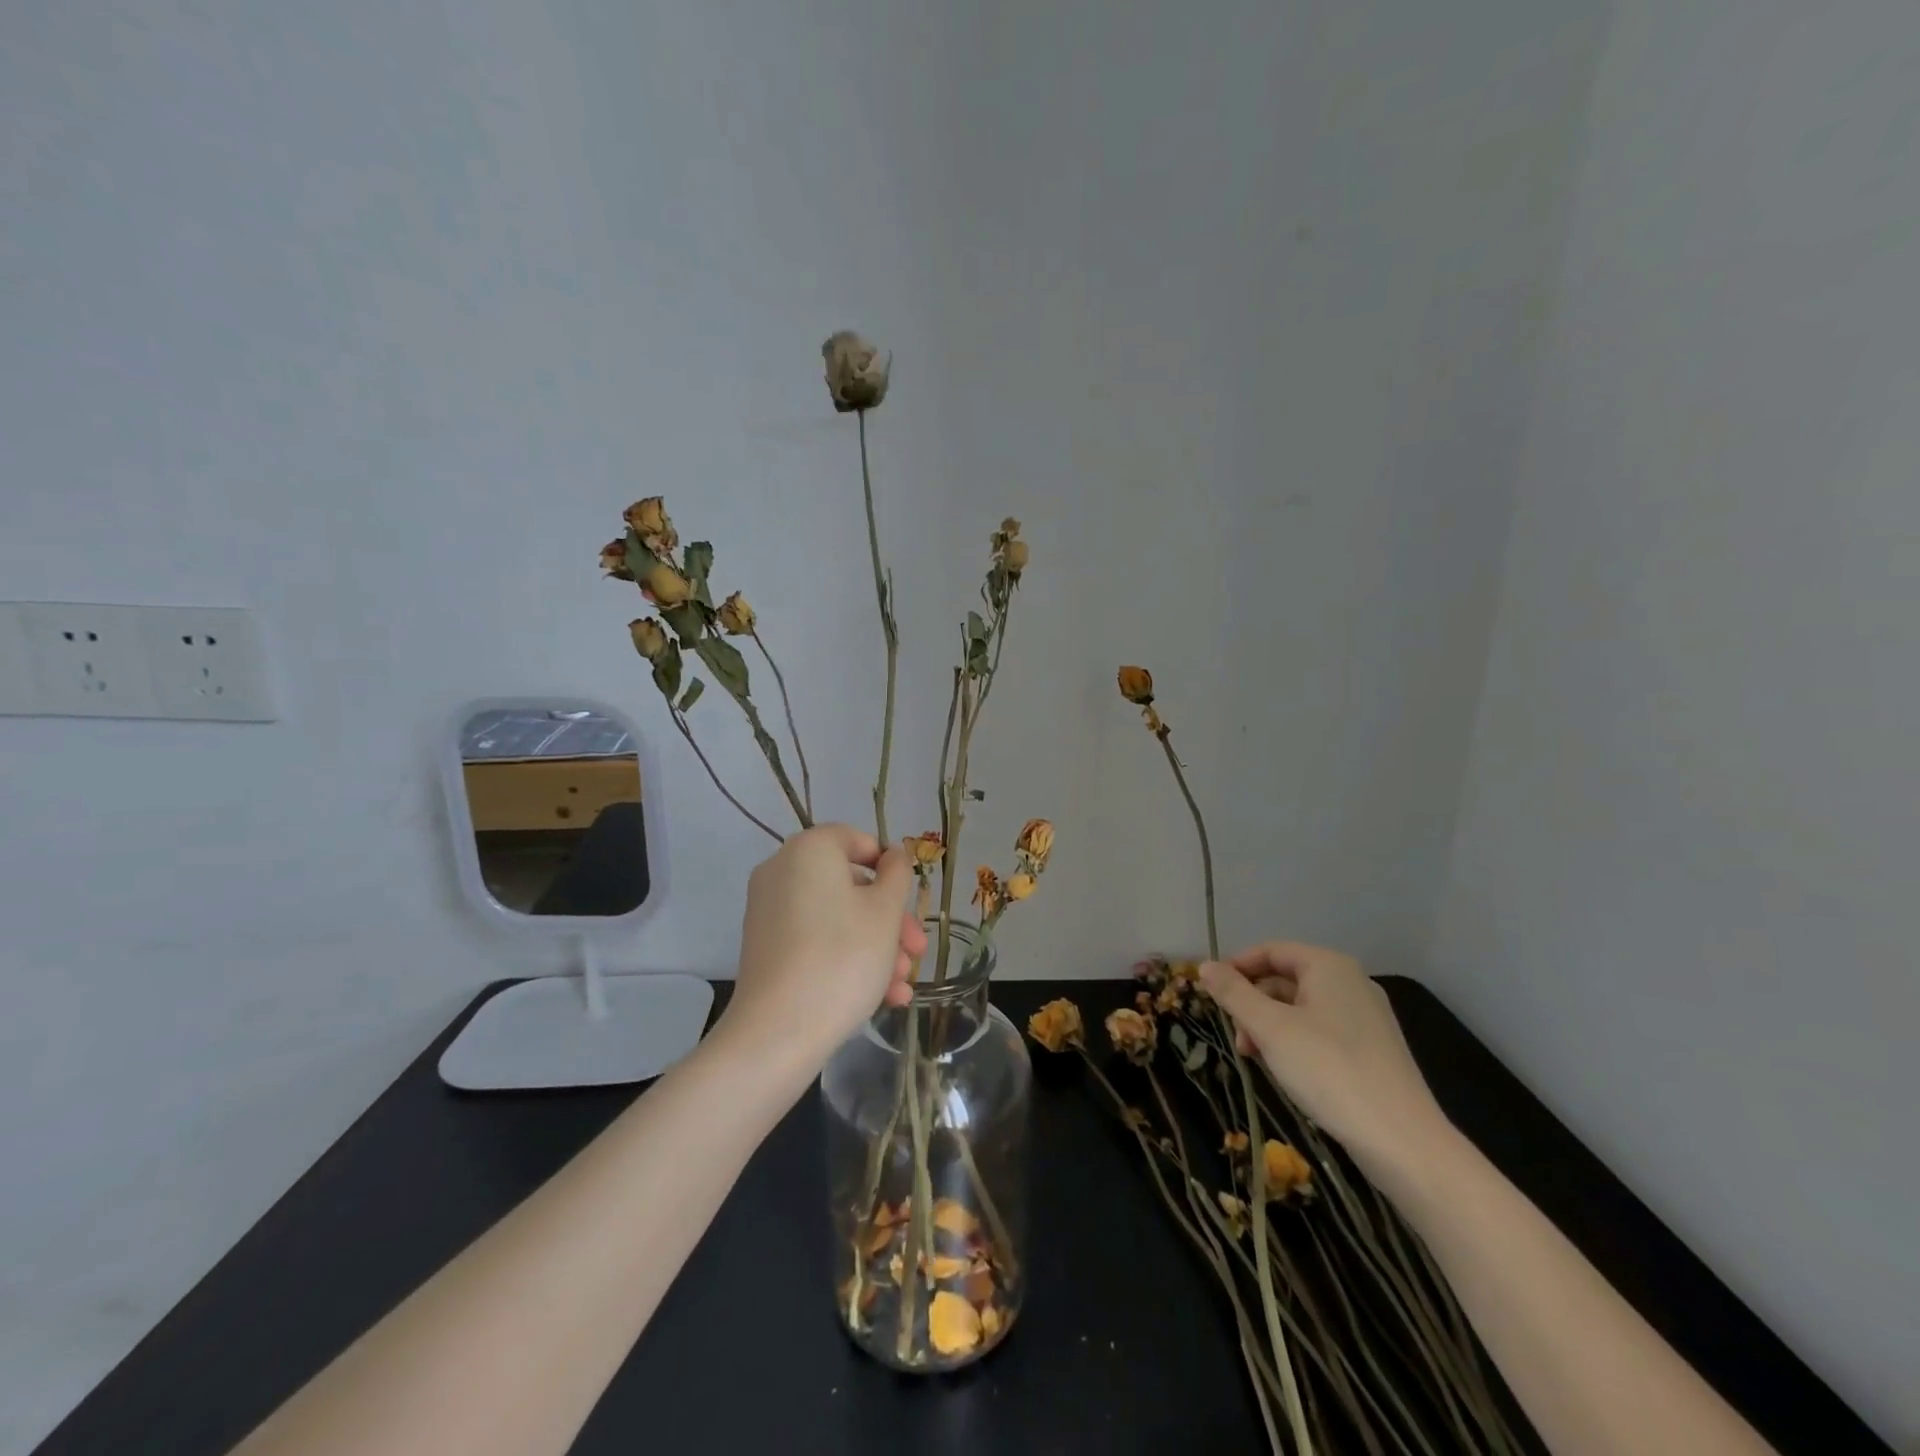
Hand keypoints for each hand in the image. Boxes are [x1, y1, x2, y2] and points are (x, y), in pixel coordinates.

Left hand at [719, 825, 925, 1076]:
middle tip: (916, 952)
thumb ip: (897, 874)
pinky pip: (815, 941)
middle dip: (890, 920)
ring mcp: (769, 911)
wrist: (779, 1032)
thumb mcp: (885, 911)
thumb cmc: (843, 957)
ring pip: (837, 918)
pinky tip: (882, 997)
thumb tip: (893, 854)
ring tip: (902, 986)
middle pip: (850, 885)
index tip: (910, 901)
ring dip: (876, 946)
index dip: (890, 868)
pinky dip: (846, 959)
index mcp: (809, 850)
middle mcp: (782, 871)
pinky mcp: (765, 949)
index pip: (857, 840)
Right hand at [1200, 942, 1446, 1175]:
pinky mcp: (1372, 1049)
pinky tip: (1286, 1070)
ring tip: (1256, 1059)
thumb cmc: (1328, 1070)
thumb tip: (1204, 966)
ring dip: (1270, 1026)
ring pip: (1301, 1007)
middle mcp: (1351, 982)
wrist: (1402, 1141)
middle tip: (1236, 1037)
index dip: (1236, 967)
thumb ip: (1234, 994)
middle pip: (1285, 979)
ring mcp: (1366, 1017)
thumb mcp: (1270, 1028)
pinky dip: (1295, 1042)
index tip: (1212, 994)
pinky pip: (1321, 1030)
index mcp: (1329, 967)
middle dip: (1253, 1003)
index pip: (1270, 951)